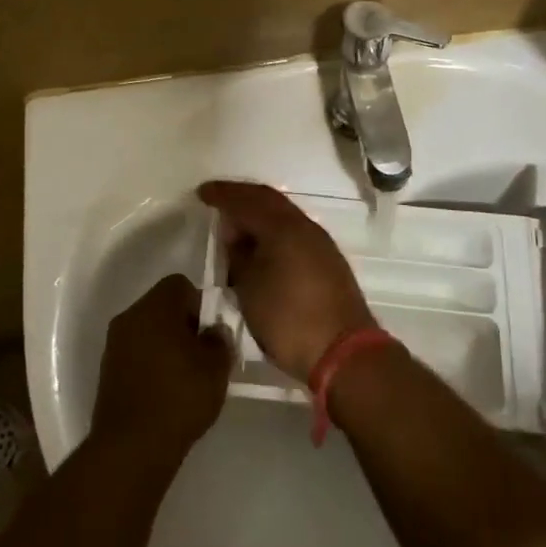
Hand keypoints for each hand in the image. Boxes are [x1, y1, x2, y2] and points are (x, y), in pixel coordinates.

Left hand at [93, 274, 232, 461]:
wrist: (131, 448)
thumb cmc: (179, 398)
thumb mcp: (216, 368)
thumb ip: (220, 340)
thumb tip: (214, 331)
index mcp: (154, 307)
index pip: (180, 285)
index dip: (201, 304)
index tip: (212, 332)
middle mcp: (129, 317)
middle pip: (162, 306)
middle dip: (184, 325)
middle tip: (203, 355)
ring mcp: (113, 344)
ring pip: (148, 331)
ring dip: (166, 345)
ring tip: (186, 377)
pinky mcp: (107, 371)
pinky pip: (135, 353)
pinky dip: (151, 364)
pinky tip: (165, 392)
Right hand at [197, 181, 374, 380]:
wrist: (344, 352)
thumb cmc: (288, 319)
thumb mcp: (249, 288)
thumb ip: (239, 256)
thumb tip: (236, 236)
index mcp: (283, 227)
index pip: (246, 200)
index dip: (222, 194)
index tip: (202, 193)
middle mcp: (304, 226)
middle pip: (268, 200)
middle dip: (242, 198)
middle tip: (218, 201)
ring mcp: (320, 244)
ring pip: (284, 216)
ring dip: (259, 215)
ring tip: (237, 228)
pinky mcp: (328, 262)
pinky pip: (294, 232)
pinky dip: (273, 231)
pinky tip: (262, 247)